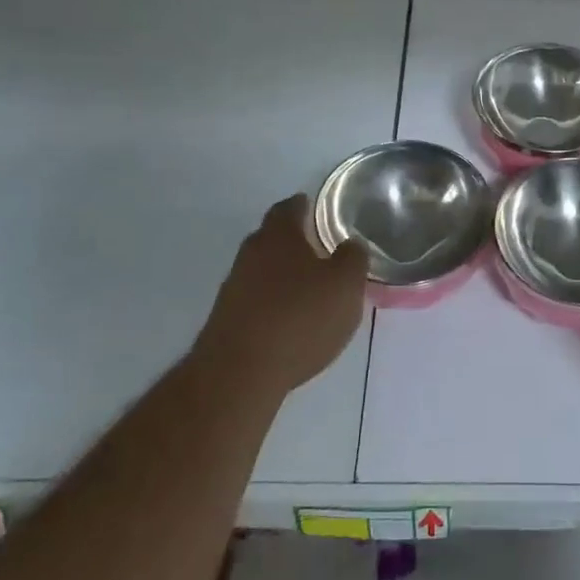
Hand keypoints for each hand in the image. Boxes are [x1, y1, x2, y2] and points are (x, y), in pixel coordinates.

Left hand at [197, 195, 368, 399]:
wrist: (239, 373)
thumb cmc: (299, 317)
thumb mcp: (345, 285)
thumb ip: (353, 258)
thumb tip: (350, 244)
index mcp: (278, 236)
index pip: (289, 208)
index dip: (304, 206)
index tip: (317, 209)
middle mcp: (250, 254)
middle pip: (272, 237)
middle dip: (294, 241)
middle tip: (321, 249)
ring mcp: (233, 287)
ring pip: (263, 270)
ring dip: (283, 274)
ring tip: (310, 288)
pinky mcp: (227, 320)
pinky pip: (256, 299)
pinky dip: (273, 302)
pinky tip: (290, 320)